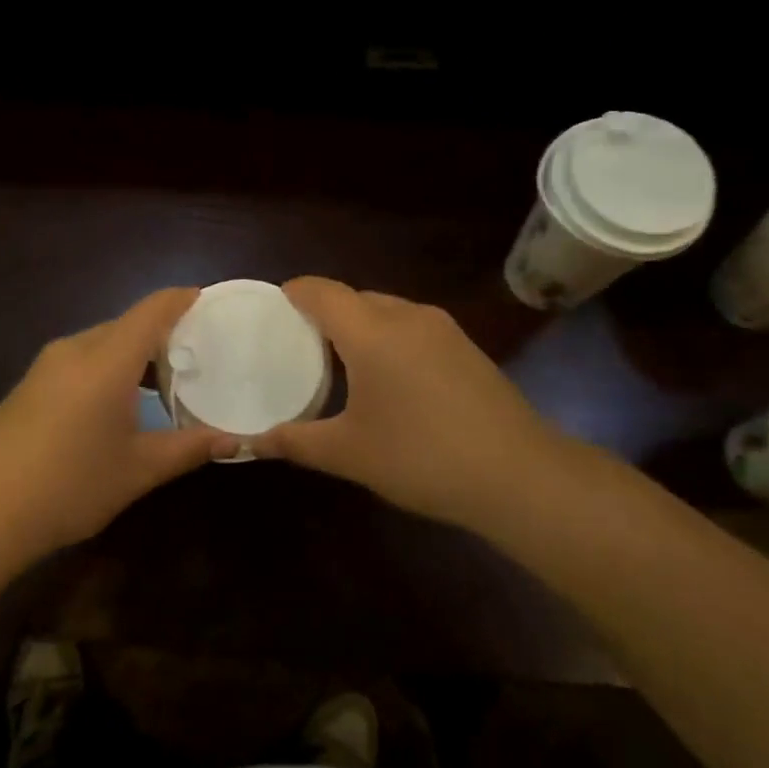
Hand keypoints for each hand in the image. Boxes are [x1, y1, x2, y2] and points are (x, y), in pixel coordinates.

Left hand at [0, 287, 235, 561]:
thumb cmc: (70, 486)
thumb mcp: (139, 469)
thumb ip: (190, 448)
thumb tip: (236, 441)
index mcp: (106, 359)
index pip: (153, 309)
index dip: (184, 299)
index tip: (213, 304)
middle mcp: (75, 349)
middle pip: (128, 324)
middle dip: (165, 334)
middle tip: (201, 358)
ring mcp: (47, 366)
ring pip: (103, 343)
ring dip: (136, 355)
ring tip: (167, 386)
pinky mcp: (30, 385)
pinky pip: (81, 360)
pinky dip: (110, 368)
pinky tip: (121, 405)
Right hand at [253, 277, 573, 534]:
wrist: (518, 475)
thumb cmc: (421, 457)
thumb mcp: (348, 454)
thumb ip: (294, 442)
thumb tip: (250, 444)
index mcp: (372, 332)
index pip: (322, 292)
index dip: (295, 292)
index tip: (273, 306)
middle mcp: (407, 317)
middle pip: (355, 298)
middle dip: (324, 312)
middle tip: (298, 343)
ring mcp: (443, 330)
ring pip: (387, 311)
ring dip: (360, 326)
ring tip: (339, 361)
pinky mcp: (466, 348)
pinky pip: (413, 327)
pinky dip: (388, 338)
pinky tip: (387, 378)